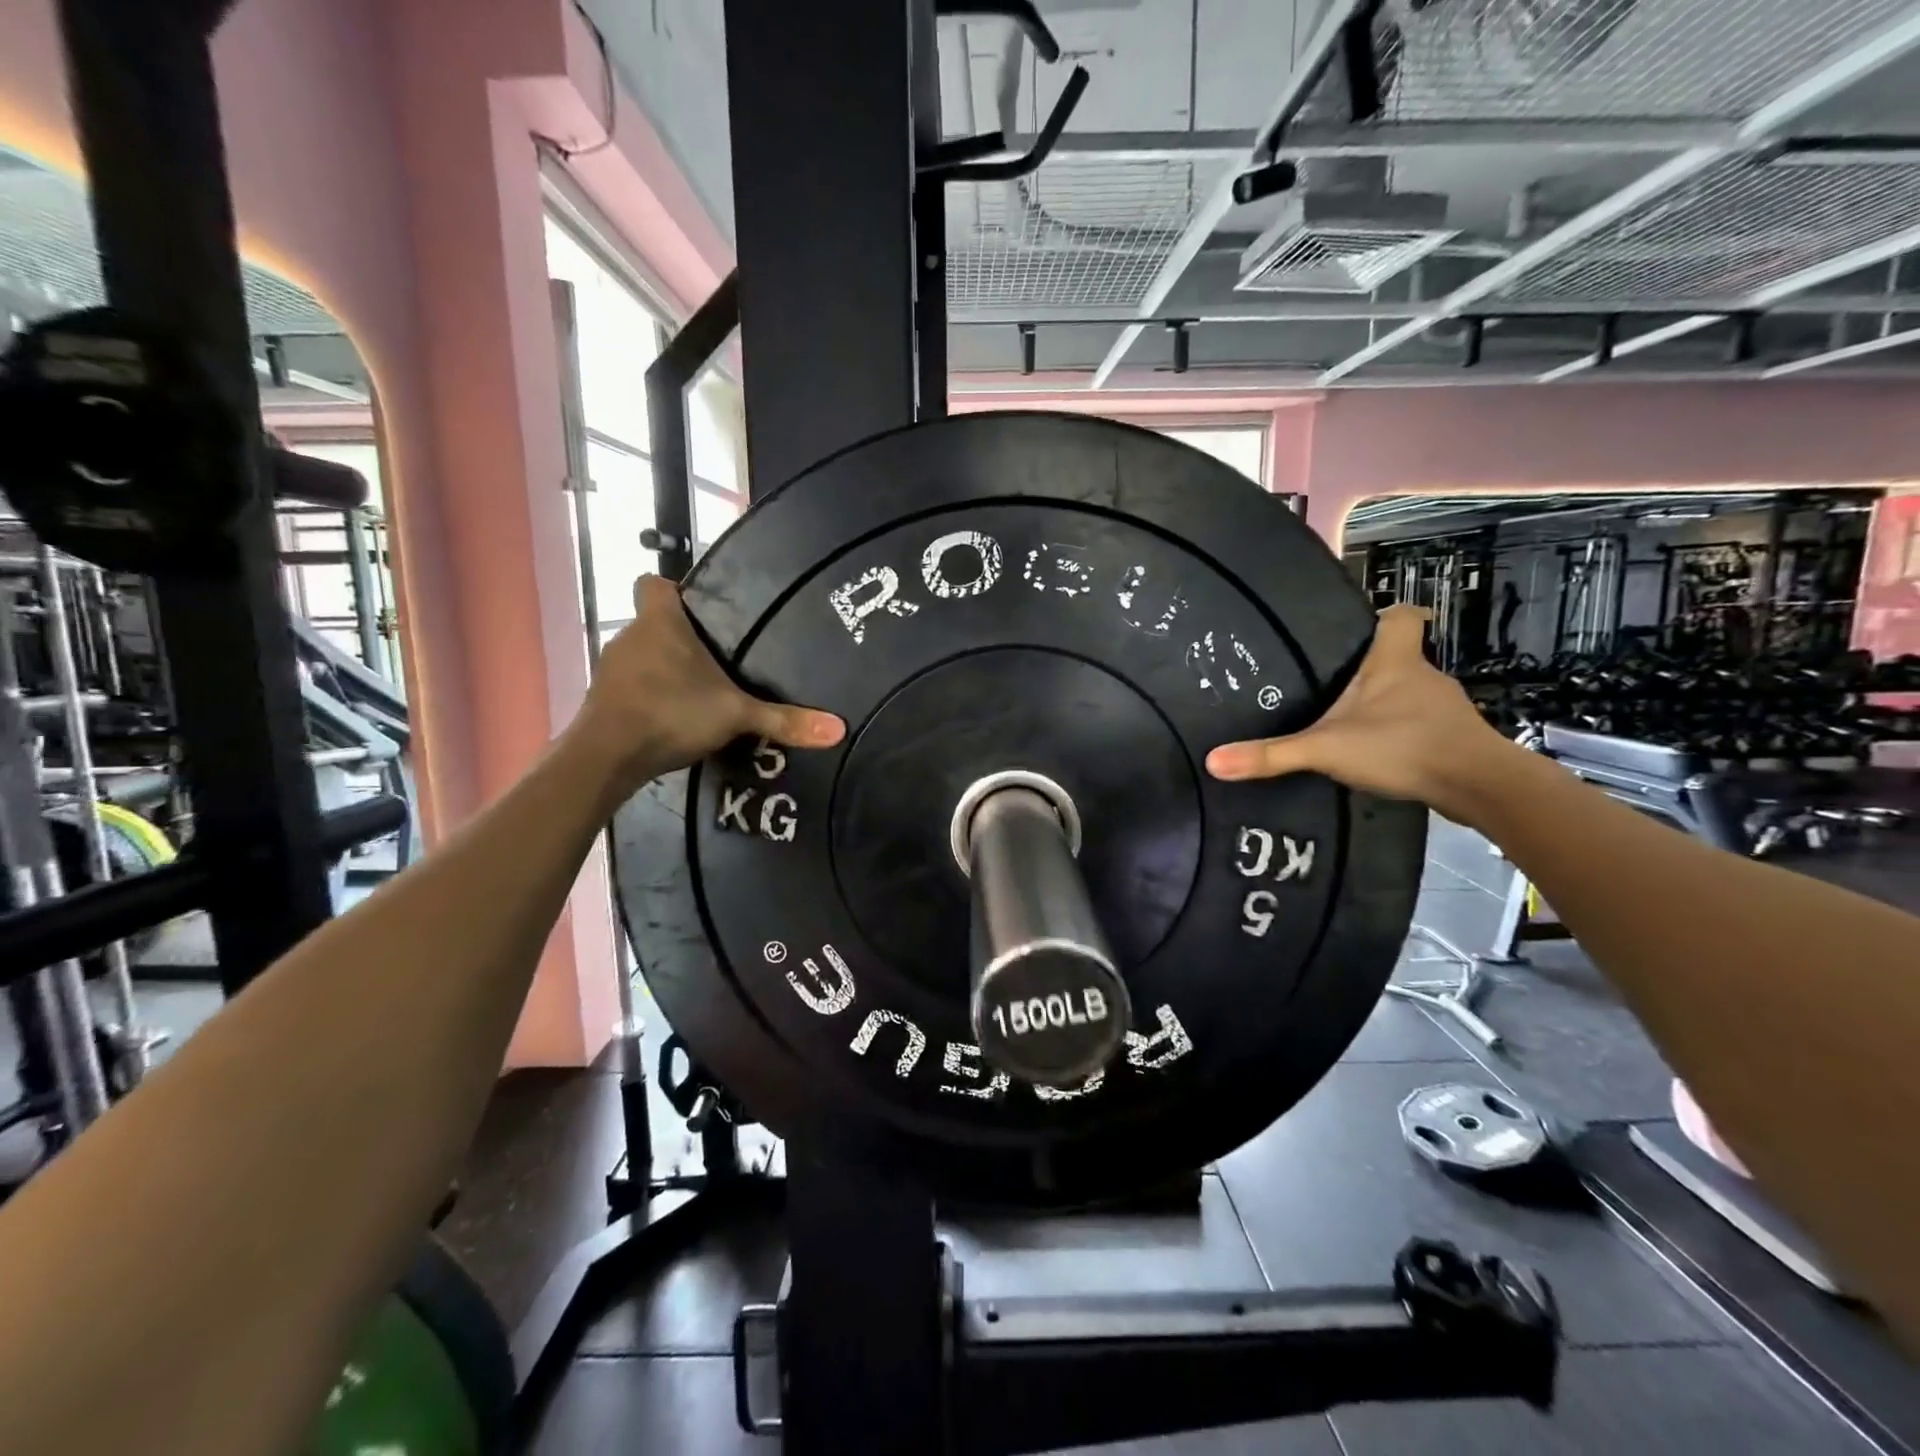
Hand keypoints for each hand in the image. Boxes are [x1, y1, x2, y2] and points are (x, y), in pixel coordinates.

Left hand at [577, 576, 843, 791]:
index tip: (700, 611)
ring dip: (663, 670)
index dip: (674, 591)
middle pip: (653, 622)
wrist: (606, 756)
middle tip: (717, 660)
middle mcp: (630, 635)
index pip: (654, 583)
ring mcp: (612, 668)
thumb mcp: (735, 715)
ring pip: (641, 656)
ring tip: (698, 692)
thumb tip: (838, 729)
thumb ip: (783, 720)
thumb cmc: (670, 713)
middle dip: (680, 638)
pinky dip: (648, 696)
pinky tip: (673, 718)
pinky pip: (630, 686)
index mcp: (660, 622)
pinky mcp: (602, 699)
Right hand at [1204, 605, 1515, 820]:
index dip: (1384, 614)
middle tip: (1329, 682)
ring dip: (1384, 702)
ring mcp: (1442, 707)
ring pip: (1409, 692)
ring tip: (1346, 721)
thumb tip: (1212, 761)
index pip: (1401, 616)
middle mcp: (1423, 675)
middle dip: (1368, 667)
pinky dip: (1399, 731)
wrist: (1479, 786)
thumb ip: (1272, 755)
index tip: (1360, 625)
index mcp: (1394, 661)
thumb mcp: (1326, 750)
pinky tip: (1376, 752)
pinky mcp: (1452, 737)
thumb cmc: (1403, 746)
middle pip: (1398, 656)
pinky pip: (1420, 722)